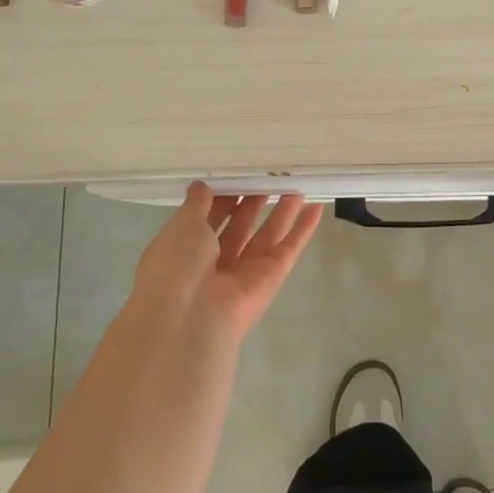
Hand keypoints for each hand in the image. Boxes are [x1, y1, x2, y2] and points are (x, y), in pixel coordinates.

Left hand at [131, 183, 323, 337]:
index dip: (222, 197)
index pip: (207, 218)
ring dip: (281, 212)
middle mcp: (215, 262)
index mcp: (186, 249)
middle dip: (253, 202)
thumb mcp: (182, 225)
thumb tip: (201, 186)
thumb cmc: (177, 264)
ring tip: (295, 186)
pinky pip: (289, 249)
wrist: (190, 317)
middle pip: (239, 226)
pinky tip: (316, 208)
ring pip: (266, 234)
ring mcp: (245, 271)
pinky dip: (302, 230)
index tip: (238, 175)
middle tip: (269, 177)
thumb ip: (196, 204)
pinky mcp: (271, 278)